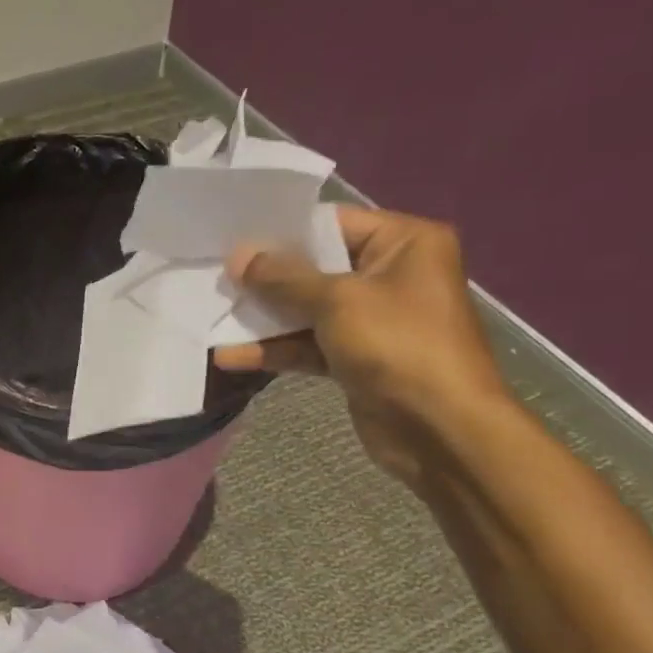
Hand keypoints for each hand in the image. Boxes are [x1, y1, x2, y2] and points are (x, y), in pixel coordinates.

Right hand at [213, 205, 510, 490]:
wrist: (439, 429)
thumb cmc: (398, 346)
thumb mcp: (337, 302)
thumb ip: (284, 279)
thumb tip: (238, 255)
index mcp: (404, 242)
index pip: (332, 224)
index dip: (282, 232)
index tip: (232, 241)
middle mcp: (391, 275)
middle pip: (316, 268)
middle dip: (266, 278)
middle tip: (216, 278)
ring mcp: (372, 321)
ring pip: (308, 311)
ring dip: (264, 319)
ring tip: (213, 317)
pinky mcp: (356, 359)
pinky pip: (310, 345)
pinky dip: (276, 350)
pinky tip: (231, 356)